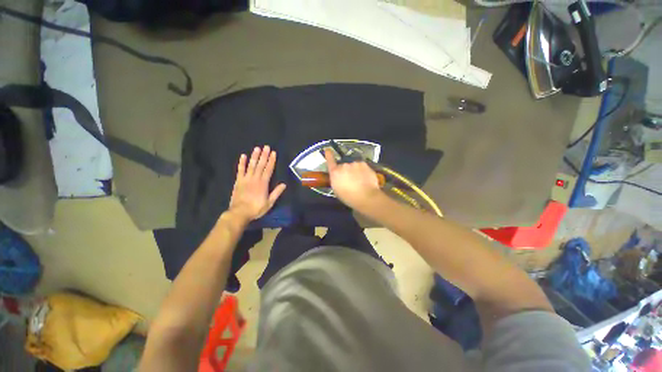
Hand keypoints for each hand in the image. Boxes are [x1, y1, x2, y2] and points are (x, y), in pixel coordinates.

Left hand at [228, 146, 286, 222]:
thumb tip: (284, 184)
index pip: (268, 169)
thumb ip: (276, 193)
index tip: (274, 153)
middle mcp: (255, 179)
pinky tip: (243, 156)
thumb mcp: (269, 203)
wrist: (240, 213)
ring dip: (254, 156)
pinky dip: (241, 163)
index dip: (271, 161)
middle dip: (264, 155)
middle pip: (260, 165)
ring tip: (257, 148)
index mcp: (263, 183)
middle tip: (266, 147)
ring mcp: (246, 179)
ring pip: (251, 165)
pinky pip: (240, 170)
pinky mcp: (238, 181)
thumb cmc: (256, 208)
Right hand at [324, 149, 382, 209]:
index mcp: (335, 173)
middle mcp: (343, 165)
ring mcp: (354, 163)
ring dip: (355, 170)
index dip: (328, 155)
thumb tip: (338, 176)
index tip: (327, 150)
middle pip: (343, 165)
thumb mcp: (337, 190)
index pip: (330, 161)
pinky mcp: (364, 163)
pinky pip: (361, 166)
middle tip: (350, 179)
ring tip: (359, 180)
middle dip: (346, 170)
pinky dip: (362, 170)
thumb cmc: (349, 197)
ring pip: (353, 165)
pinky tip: (365, 178)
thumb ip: (336, 180)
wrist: (366, 196)